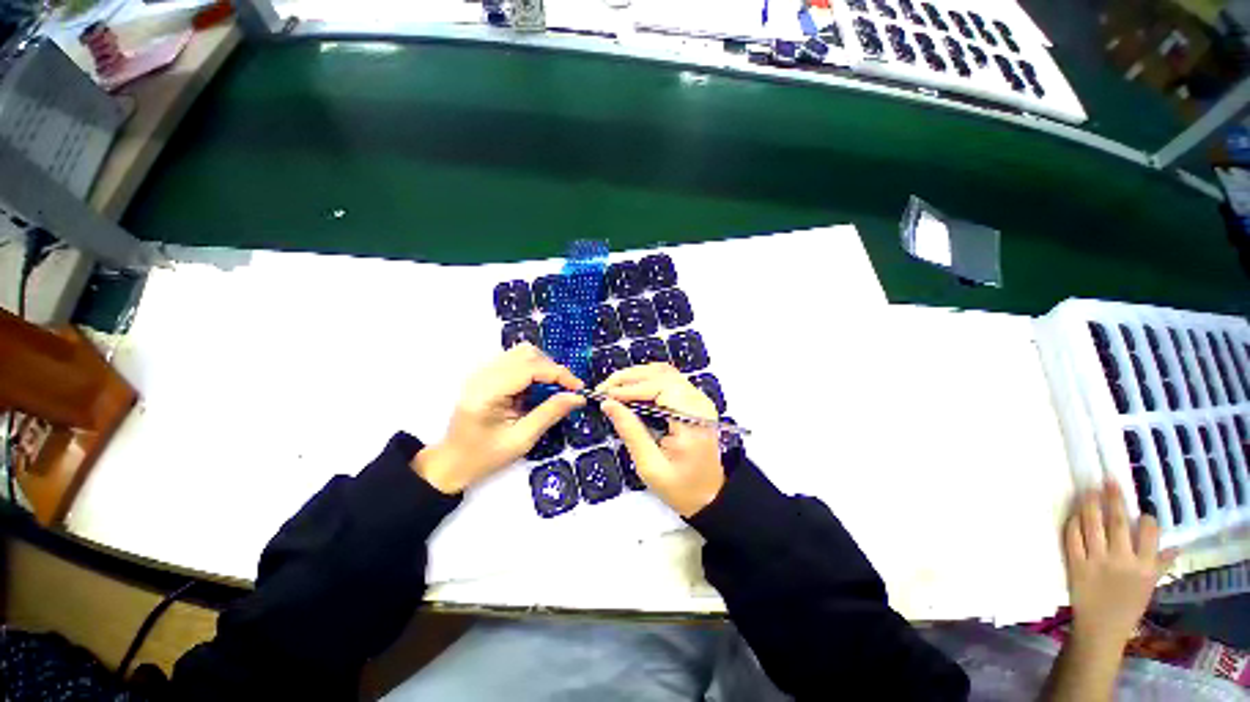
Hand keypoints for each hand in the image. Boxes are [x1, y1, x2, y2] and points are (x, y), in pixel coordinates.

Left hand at [413, 343, 584, 493]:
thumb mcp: (522, 440)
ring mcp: (482, 372)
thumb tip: (577, 397)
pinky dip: (533, 370)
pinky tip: (536, 389)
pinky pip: (515, 361)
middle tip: (566, 390)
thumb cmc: (484, 457)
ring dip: (543, 367)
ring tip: (552, 390)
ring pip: (522, 353)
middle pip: (526, 353)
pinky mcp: (485, 374)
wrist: (452, 462)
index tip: (578, 388)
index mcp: (487, 393)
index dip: (558, 373)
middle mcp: (482, 375)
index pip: (529, 368)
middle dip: (552, 369)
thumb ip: (550, 413)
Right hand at [596, 363, 724, 516]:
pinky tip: (631, 388)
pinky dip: (647, 379)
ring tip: (613, 387)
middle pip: (662, 374)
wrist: (709, 496)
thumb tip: (608, 404)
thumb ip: (630, 431)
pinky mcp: (693, 400)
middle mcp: (698, 402)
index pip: (660, 388)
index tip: (605, 395)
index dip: (631, 388)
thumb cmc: (680, 487)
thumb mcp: (650, 465)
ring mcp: (698, 398)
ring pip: (664, 373)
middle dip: (629, 378)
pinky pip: (668, 379)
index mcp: (692, 420)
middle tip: (603, 389)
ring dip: (637, 376)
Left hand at [1063, 480, 1178, 649]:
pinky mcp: (1076, 563)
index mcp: (1145, 567)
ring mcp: (1097, 561)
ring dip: (1089, 504)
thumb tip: (1177, 546)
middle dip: (1113, 498)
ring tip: (1088, 489)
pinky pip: (1073, 537)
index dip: (1144, 518)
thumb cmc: (1128, 606)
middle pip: (1117, 522)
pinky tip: (1074, 513)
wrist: (1101, 628)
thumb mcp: (1149, 586)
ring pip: (1092, 525)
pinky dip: (1073, 523)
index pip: (1149, 533)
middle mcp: (1122, 560)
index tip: (1139, 507)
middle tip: (1108, 479)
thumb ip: (1159, 564)